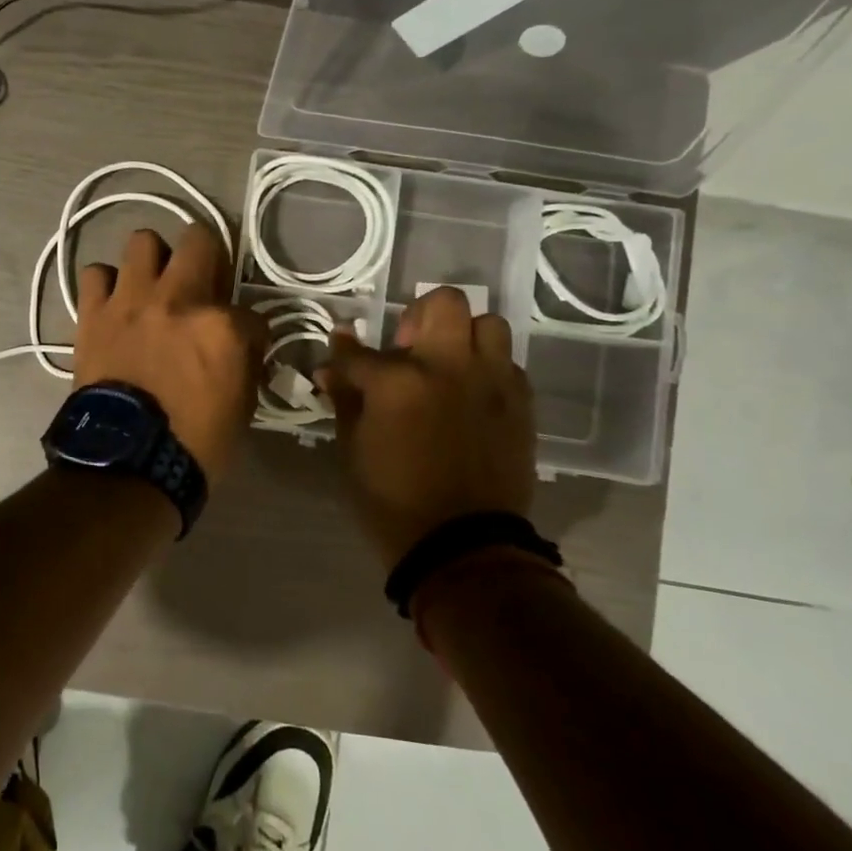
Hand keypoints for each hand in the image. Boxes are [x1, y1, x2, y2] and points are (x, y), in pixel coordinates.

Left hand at [71, 223, 268, 481]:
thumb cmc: (193, 444)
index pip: (250, 309)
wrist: (126, 465)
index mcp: (221, 326)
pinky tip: (114, 302)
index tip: (244, 342)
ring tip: (153, 285)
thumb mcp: (241, 406)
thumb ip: (246, 361)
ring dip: (153, 259)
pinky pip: (95, 274)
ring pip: (142, 241)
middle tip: (202, 279)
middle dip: (207, 254)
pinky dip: (106, 284)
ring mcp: (132, 301)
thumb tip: (244, 342)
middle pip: (199, 238)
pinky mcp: (94, 313)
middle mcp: (178, 299)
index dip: (249, 327)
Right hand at [314, 286, 536, 567]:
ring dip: (464, 336)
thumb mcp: (353, 449)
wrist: (463, 547)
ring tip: (447, 365)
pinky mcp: (521, 405)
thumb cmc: (393, 500)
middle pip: (444, 303)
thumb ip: (345, 399)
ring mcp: (492, 383)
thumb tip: (330, 369)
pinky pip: (508, 365)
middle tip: (408, 345)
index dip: (342, 351)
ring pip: (489, 325)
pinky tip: (471, 395)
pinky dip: (487, 370)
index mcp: (399, 381)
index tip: (339, 352)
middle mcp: (450, 367)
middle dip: (419, 315)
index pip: (359, 351)